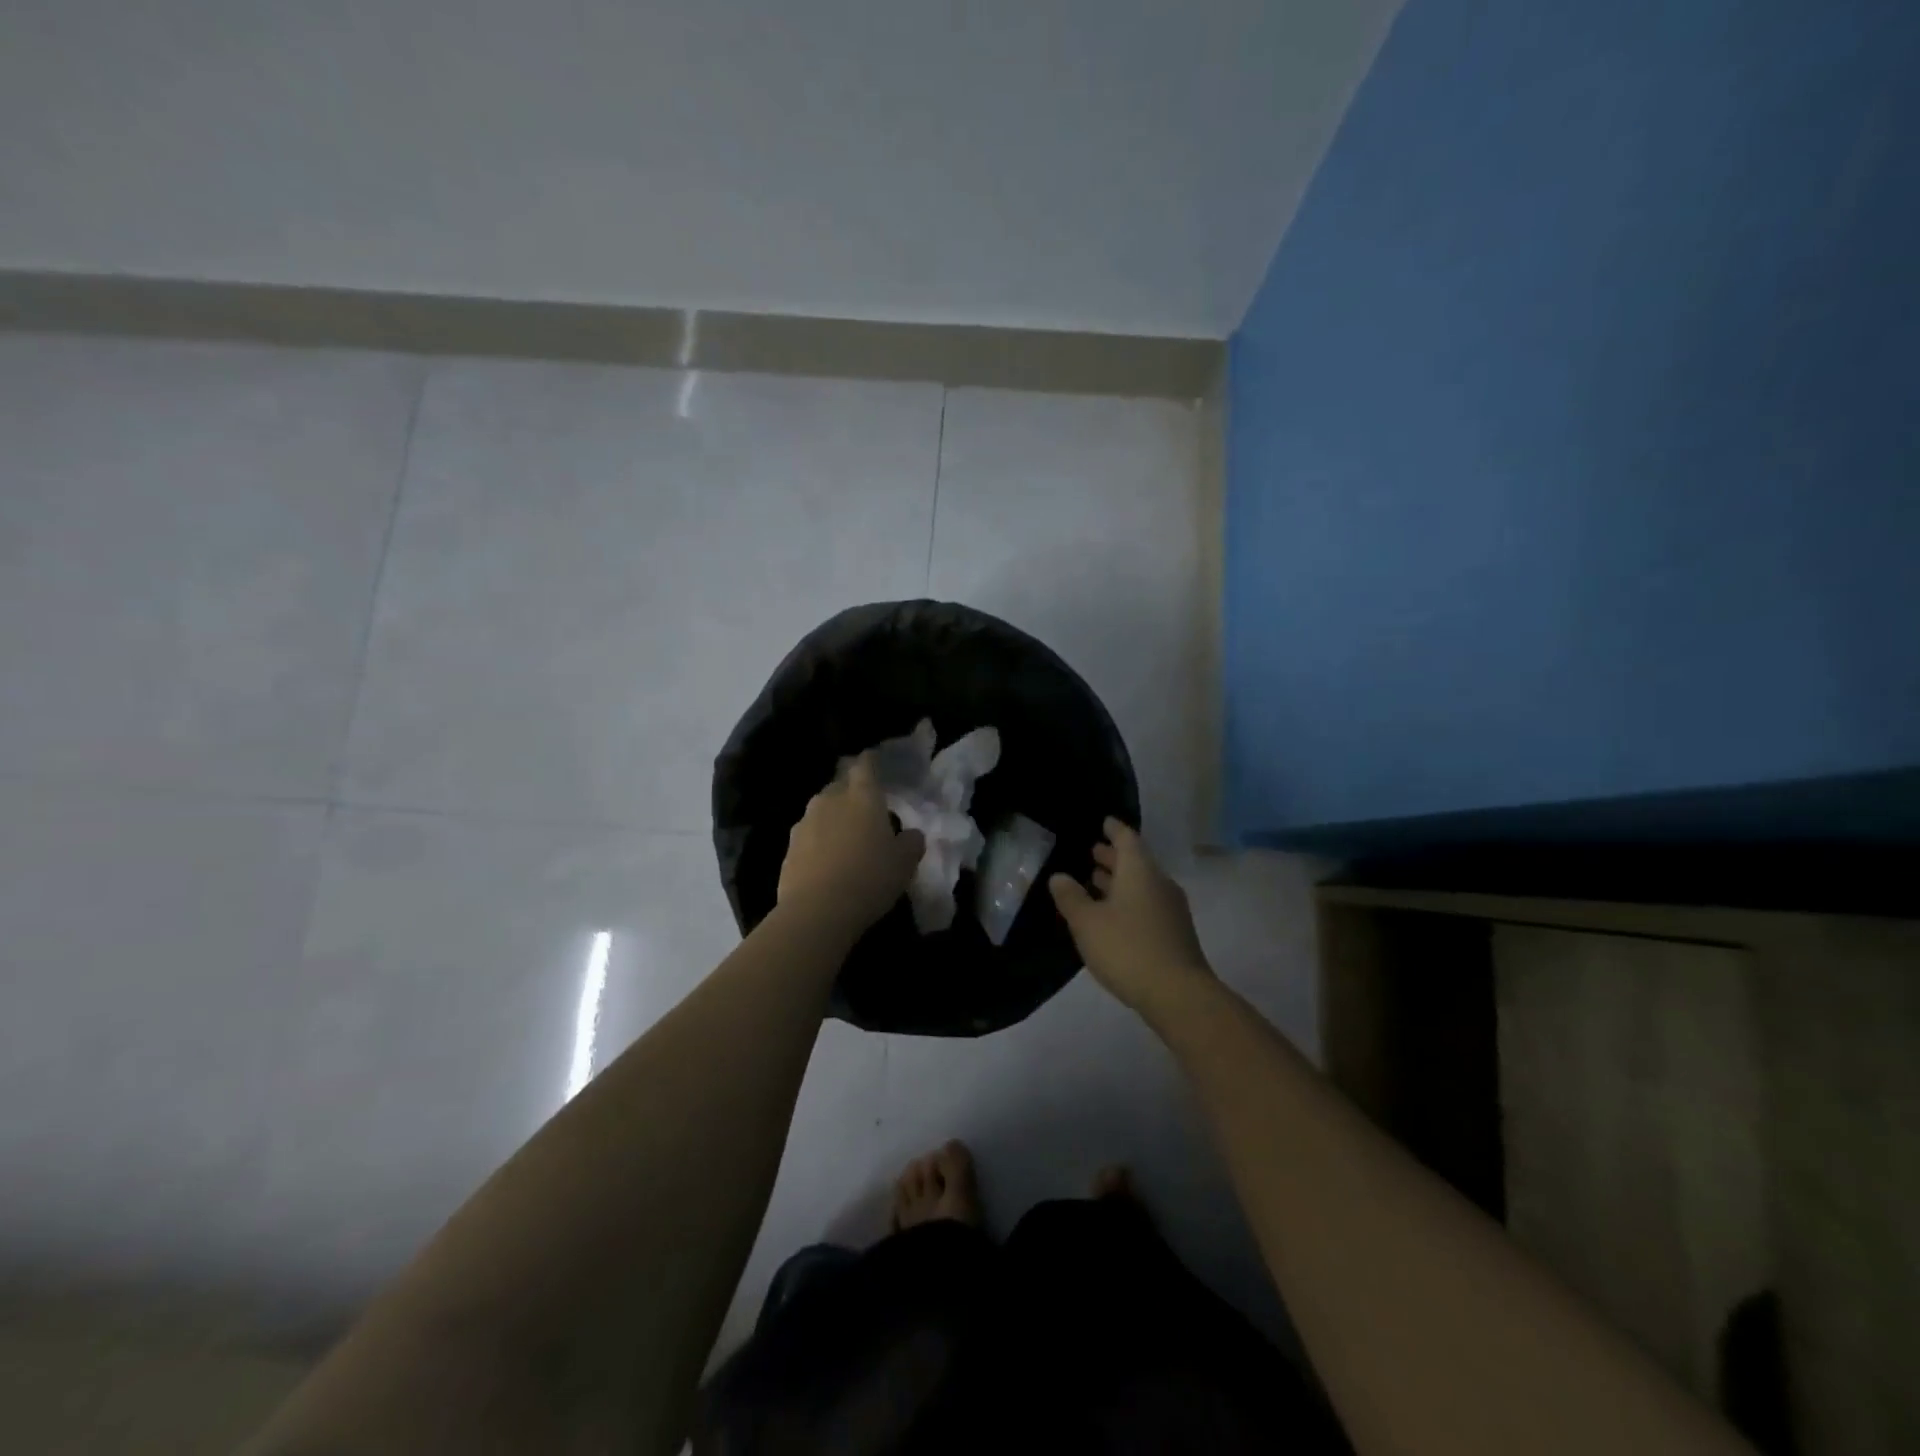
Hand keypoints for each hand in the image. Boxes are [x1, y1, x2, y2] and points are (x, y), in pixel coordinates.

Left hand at [778, 753, 925, 938]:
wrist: (817, 911)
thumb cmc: (870, 878)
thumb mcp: (905, 863)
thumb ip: (911, 842)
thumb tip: (911, 834)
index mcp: (862, 797)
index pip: (865, 766)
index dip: (870, 761)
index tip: (873, 760)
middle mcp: (830, 800)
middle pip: (840, 786)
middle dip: (851, 791)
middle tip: (865, 806)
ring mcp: (805, 823)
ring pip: (822, 810)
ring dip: (833, 817)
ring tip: (845, 836)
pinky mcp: (788, 848)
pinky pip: (808, 835)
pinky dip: (818, 841)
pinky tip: (827, 860)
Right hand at [1049, 818, 1213, 1016]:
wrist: (1178, 994)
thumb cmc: (1127, 948)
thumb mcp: (1087, 922)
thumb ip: (1071, 897)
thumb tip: (1059, 877)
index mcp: (1140, 871)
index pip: (1127, 838)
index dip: (1113, 829)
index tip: (1103, 822)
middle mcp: (1159, 883)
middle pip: (1136, 861)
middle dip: (1113, 856)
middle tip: (1091, 852)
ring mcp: (1171, 909)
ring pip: (1142, 885)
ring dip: (1120, 881)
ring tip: (1095, 881)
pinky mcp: (1174, 933)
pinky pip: (1147, 904)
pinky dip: (1128, 900)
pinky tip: (1112, 915)